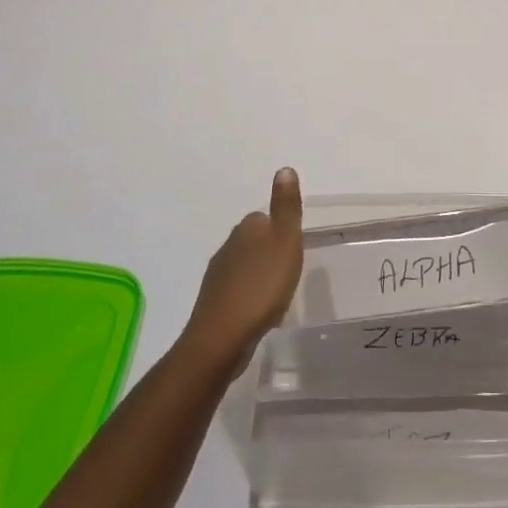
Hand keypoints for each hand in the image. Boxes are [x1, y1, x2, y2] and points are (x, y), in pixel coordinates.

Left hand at [179, 167, 303, 374]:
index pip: (264, 218)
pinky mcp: (214, 303)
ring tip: (278, 292)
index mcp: (246, 228)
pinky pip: (238, 291)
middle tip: (290, 269)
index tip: (293, 247)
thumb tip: (284, 168)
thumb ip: (286, 207)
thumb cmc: (262, 286)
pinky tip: (261, 312)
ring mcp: (217, 276)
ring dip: (259, 275)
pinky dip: (250, 296)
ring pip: (244, 266)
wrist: (222, 338)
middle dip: (270, 252)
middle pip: (253, 241)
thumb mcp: (285, 241)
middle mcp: (228, 246)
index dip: (280, 230)